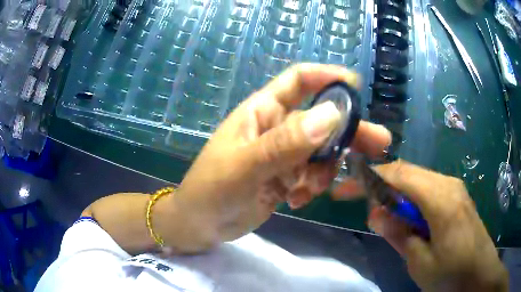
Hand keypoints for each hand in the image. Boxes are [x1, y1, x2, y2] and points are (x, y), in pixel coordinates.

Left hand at [170, 64, 390, 250]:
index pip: (299, 80)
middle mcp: (276, 128)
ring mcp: (283, 154)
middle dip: (348, 131)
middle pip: (321, 119)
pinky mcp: (285, 178)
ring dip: (325, 169)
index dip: (327, 77)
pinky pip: (313, 175)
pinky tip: (295, 201)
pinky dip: (311, 187)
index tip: (357, 86)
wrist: (200, 224)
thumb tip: (331, 114)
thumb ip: (286, 143)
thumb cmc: (211, 191)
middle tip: (379, 143)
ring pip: (321, 151)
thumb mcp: (245, 167)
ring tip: (308, 190)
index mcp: (262, 112)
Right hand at [334, 160, 507, 291]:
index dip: (369, 178)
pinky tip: (408, 217)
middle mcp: (448, 184)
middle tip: (361, 204)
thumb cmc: (452, 274)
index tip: (344, 190)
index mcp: (440, 198)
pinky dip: (411, 197)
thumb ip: (399, 235)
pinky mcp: (457, 196)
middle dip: (380, 183)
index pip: (399, 175)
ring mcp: (454, 188)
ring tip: (384, 215)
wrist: (480, 273)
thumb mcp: (420, 263)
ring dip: (396, 192)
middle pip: (407, 172)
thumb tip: (376, 215)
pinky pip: (428, 188)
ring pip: (418, 178)